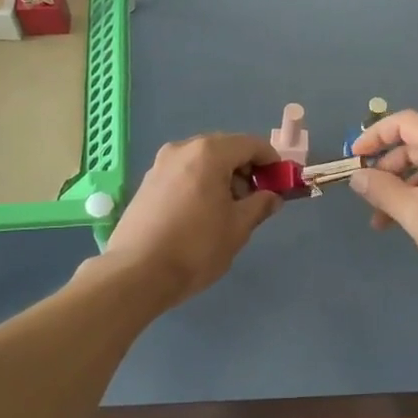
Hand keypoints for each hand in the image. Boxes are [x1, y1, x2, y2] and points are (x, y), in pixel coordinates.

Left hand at [100, 133, 281, 304]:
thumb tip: (272, 197)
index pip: (251, 144)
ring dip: (222, 177)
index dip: (271, 161)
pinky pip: (184, 173)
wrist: (136, 273)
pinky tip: (202, 213)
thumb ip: (260, 205)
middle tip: (256, 199)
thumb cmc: (196, 247)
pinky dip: (200, 183)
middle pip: (225, 148)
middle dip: (246, 169)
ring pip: (202, 161)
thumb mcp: (238, 228)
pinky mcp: (147, 183)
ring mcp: (160, 164)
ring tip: (228, 210)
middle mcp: (183, 149)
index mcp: (209, 153)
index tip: (280, 183)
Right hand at [348, 110, 417, 291]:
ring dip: (399, 189)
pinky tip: (405, 223)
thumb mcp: (415, 212)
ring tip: (380, 221)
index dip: (373, 137)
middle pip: (413, 145)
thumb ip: (382, 190)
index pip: (403, 123)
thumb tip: (357, 176)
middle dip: (385, 169)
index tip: (352, 159)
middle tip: (364, 194)